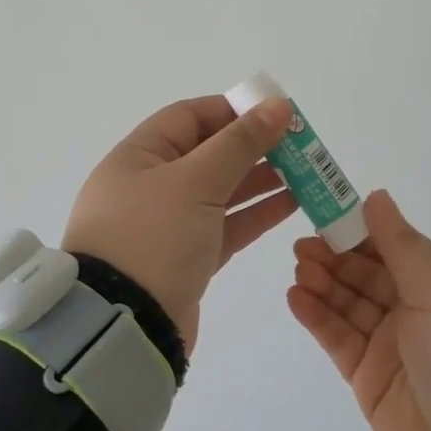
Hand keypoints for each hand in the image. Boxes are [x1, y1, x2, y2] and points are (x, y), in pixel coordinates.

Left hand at [64, 94, 297, 353]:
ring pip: (221, 191)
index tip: (274, 112)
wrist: (124, 325)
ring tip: (306, 172)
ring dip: (261, 180)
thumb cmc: (153, 237)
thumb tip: (278, 104)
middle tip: (300, 145)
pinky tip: (292, 204)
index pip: (189, 117)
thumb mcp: (196, 181)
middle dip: (254, 146)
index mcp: (138, 157)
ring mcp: (168, 224)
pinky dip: (256, 213)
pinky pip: (226, 225)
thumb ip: (240, 142)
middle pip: (209, 153)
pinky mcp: (186, 258)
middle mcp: (149, 186)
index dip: (232, 110)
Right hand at [286, 190, 430, 430]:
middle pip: (366, 275)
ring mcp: (391, 345)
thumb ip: (401, 243)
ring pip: (349, 304)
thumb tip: (376, 196)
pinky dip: (317, 317)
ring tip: (300, 268)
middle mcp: (417, 311)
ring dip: (323, 283)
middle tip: (303, 244)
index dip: (361, 229)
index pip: (394, 248)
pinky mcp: (368, 378)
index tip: (327, 212)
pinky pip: (338, 339)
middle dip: (335, 256)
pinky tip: (296, 297)